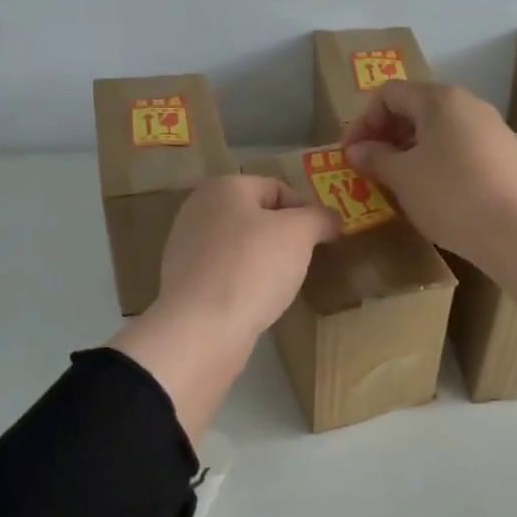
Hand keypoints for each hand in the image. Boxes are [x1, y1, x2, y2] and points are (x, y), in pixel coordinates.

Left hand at [110, 175, 338, 439]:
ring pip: (241, 247)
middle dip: (285, 237)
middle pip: (257, 217)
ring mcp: (186, 248)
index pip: (278, 188)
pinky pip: (227, 274)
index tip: (325, 239)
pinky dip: (245, 283)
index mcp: (222, 187)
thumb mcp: (299, 234)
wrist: (202, 329)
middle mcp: (198, 210)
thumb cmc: (252, 268)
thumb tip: (331, 219)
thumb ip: (319, 218)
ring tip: (283, 285)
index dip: (307, 211)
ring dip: (265, 262)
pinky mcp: (185, 283)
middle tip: (306, 261)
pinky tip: (257, 301)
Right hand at [342, 81, 516, 336]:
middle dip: (386, 135)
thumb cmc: (449, 196)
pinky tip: (432, 191)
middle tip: (370, 167)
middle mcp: (469, 104)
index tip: (351, 154)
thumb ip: (375, 157)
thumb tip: (357, 149)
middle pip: (416, 108)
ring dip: (410, 149)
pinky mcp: (506, 154)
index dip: (363, 121)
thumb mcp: (402, 177)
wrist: (514, 231)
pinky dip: (437, 160)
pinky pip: (461, 147)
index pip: (389, 94)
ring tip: (397, 181)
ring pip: (439, 129)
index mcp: (440, 99)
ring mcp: (492, 128)